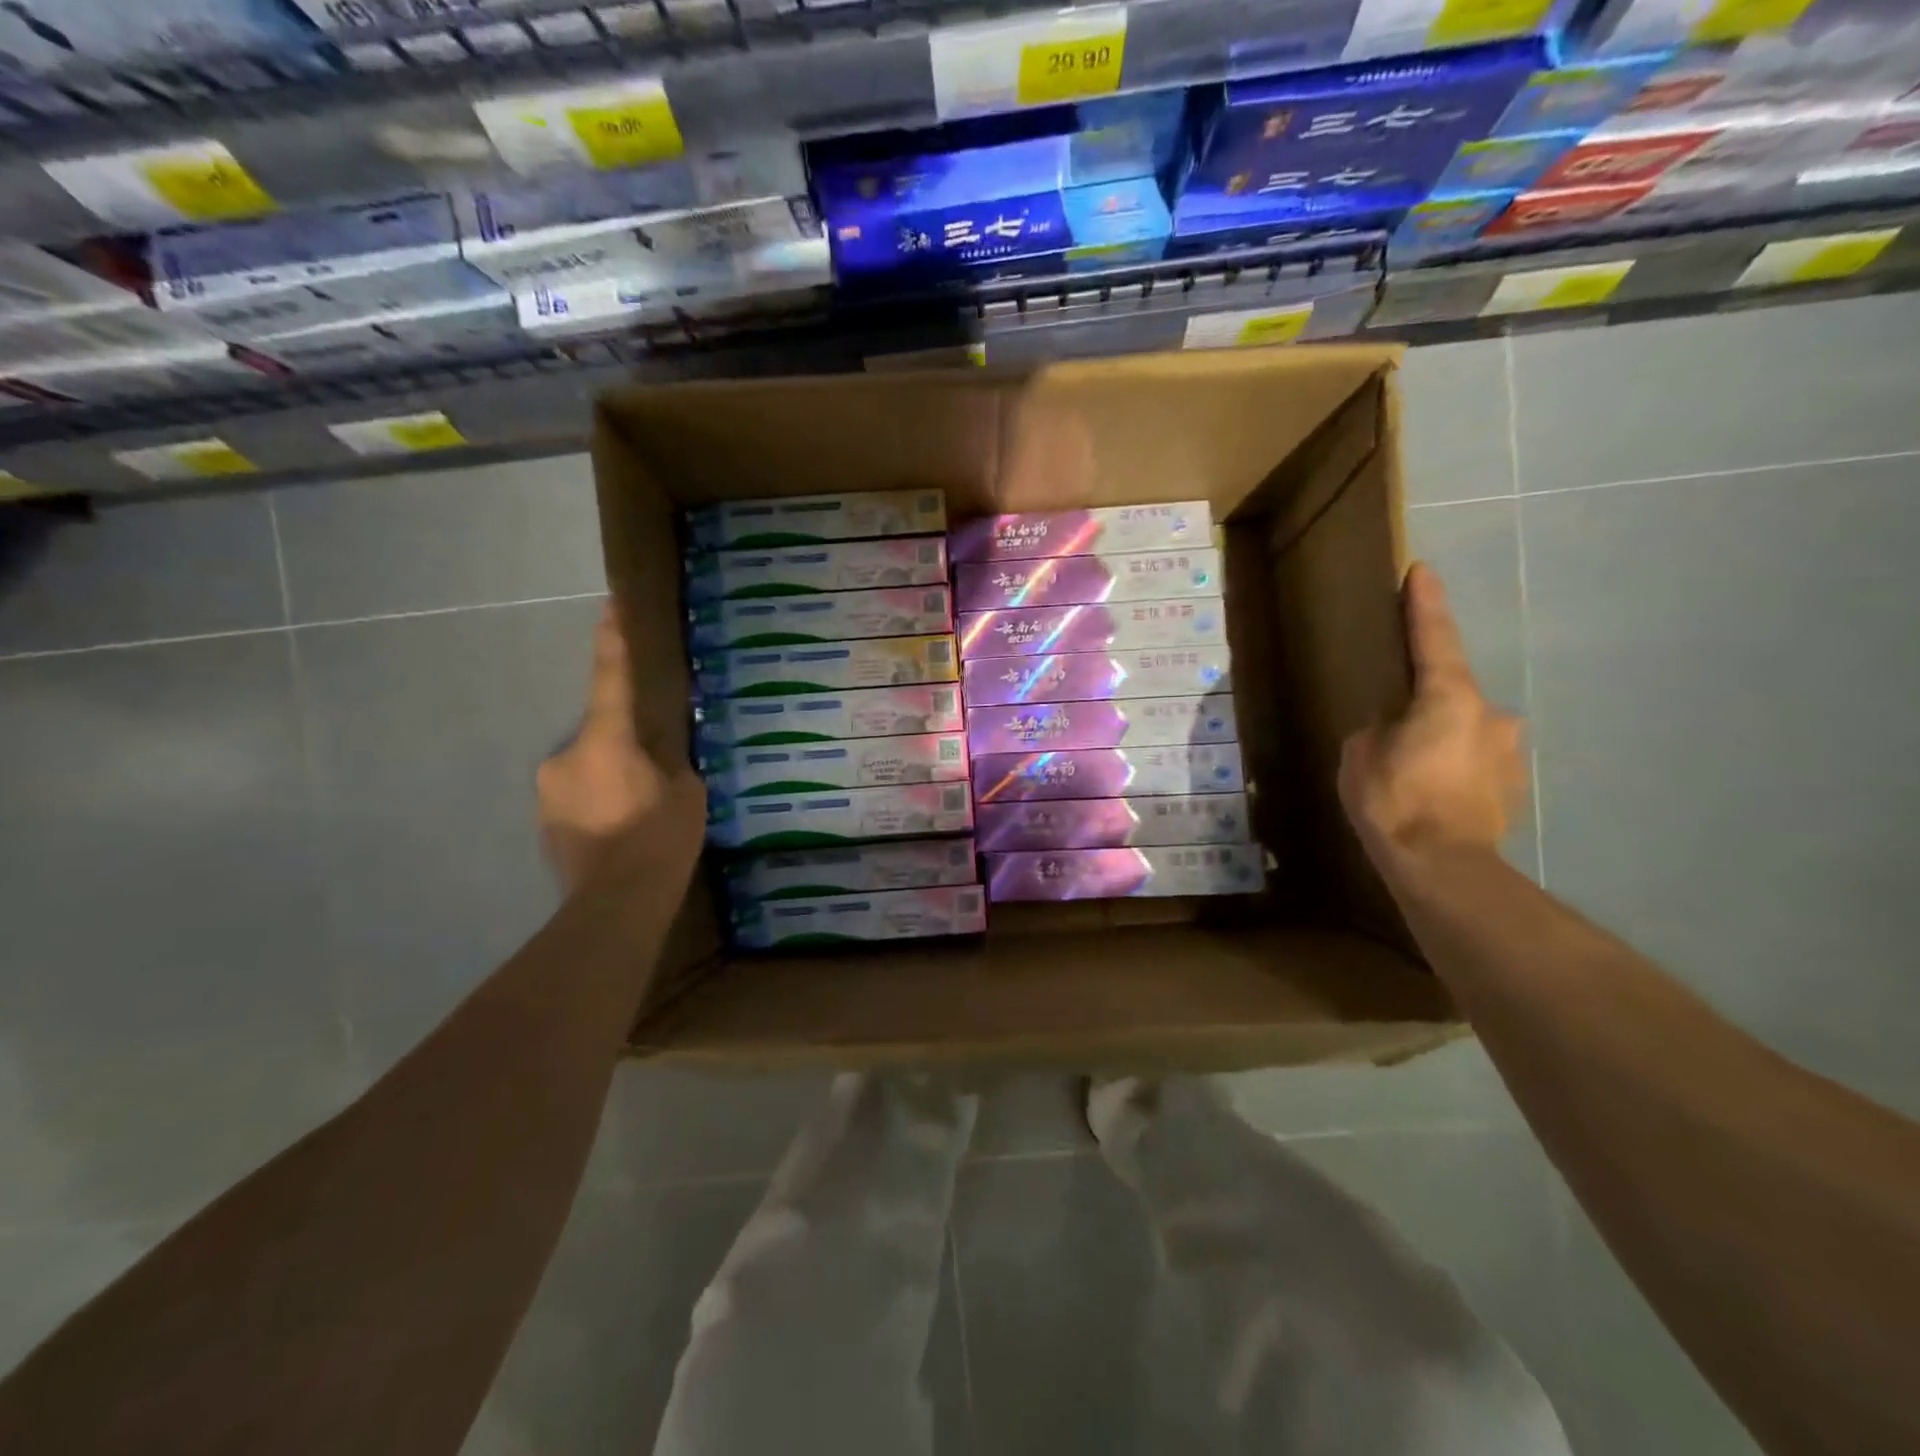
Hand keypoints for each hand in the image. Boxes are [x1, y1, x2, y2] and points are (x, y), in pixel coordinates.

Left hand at [537, 604, 705, 891]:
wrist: (615, 904)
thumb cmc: (658, 839)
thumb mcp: (687, 794)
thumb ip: (673, 765)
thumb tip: (662, 759)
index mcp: (606, 740)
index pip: (612, 679)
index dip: (614, 640)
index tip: (611, 605)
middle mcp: (566, 756)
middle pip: (602, 737)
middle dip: (625, 750)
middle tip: (653, 778)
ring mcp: (548, 790)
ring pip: (589, 770)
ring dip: (611, 782)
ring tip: (638, 816)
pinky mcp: (543, 822)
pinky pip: (578, 799)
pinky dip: (598, 806)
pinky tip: (620, 834)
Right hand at [1339, 563, 1525, 861]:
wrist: (1444, 866)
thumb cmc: (1395, 799)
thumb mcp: (1361, 755)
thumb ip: (1376, 730)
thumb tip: (1391, 731)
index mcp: (1450, 697)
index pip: (1434, 638)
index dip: (1425, 604)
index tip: (1422, 570)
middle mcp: (1491, 714)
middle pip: (1454, 693)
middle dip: (1427, 702)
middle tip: (1396, 724)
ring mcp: (1508, 752)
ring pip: (1467, 732)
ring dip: (1442, 740)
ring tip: (1413, 770)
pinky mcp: (1512, 787)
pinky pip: (1475, 763)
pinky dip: (1454, 768)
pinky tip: (1433, 794)